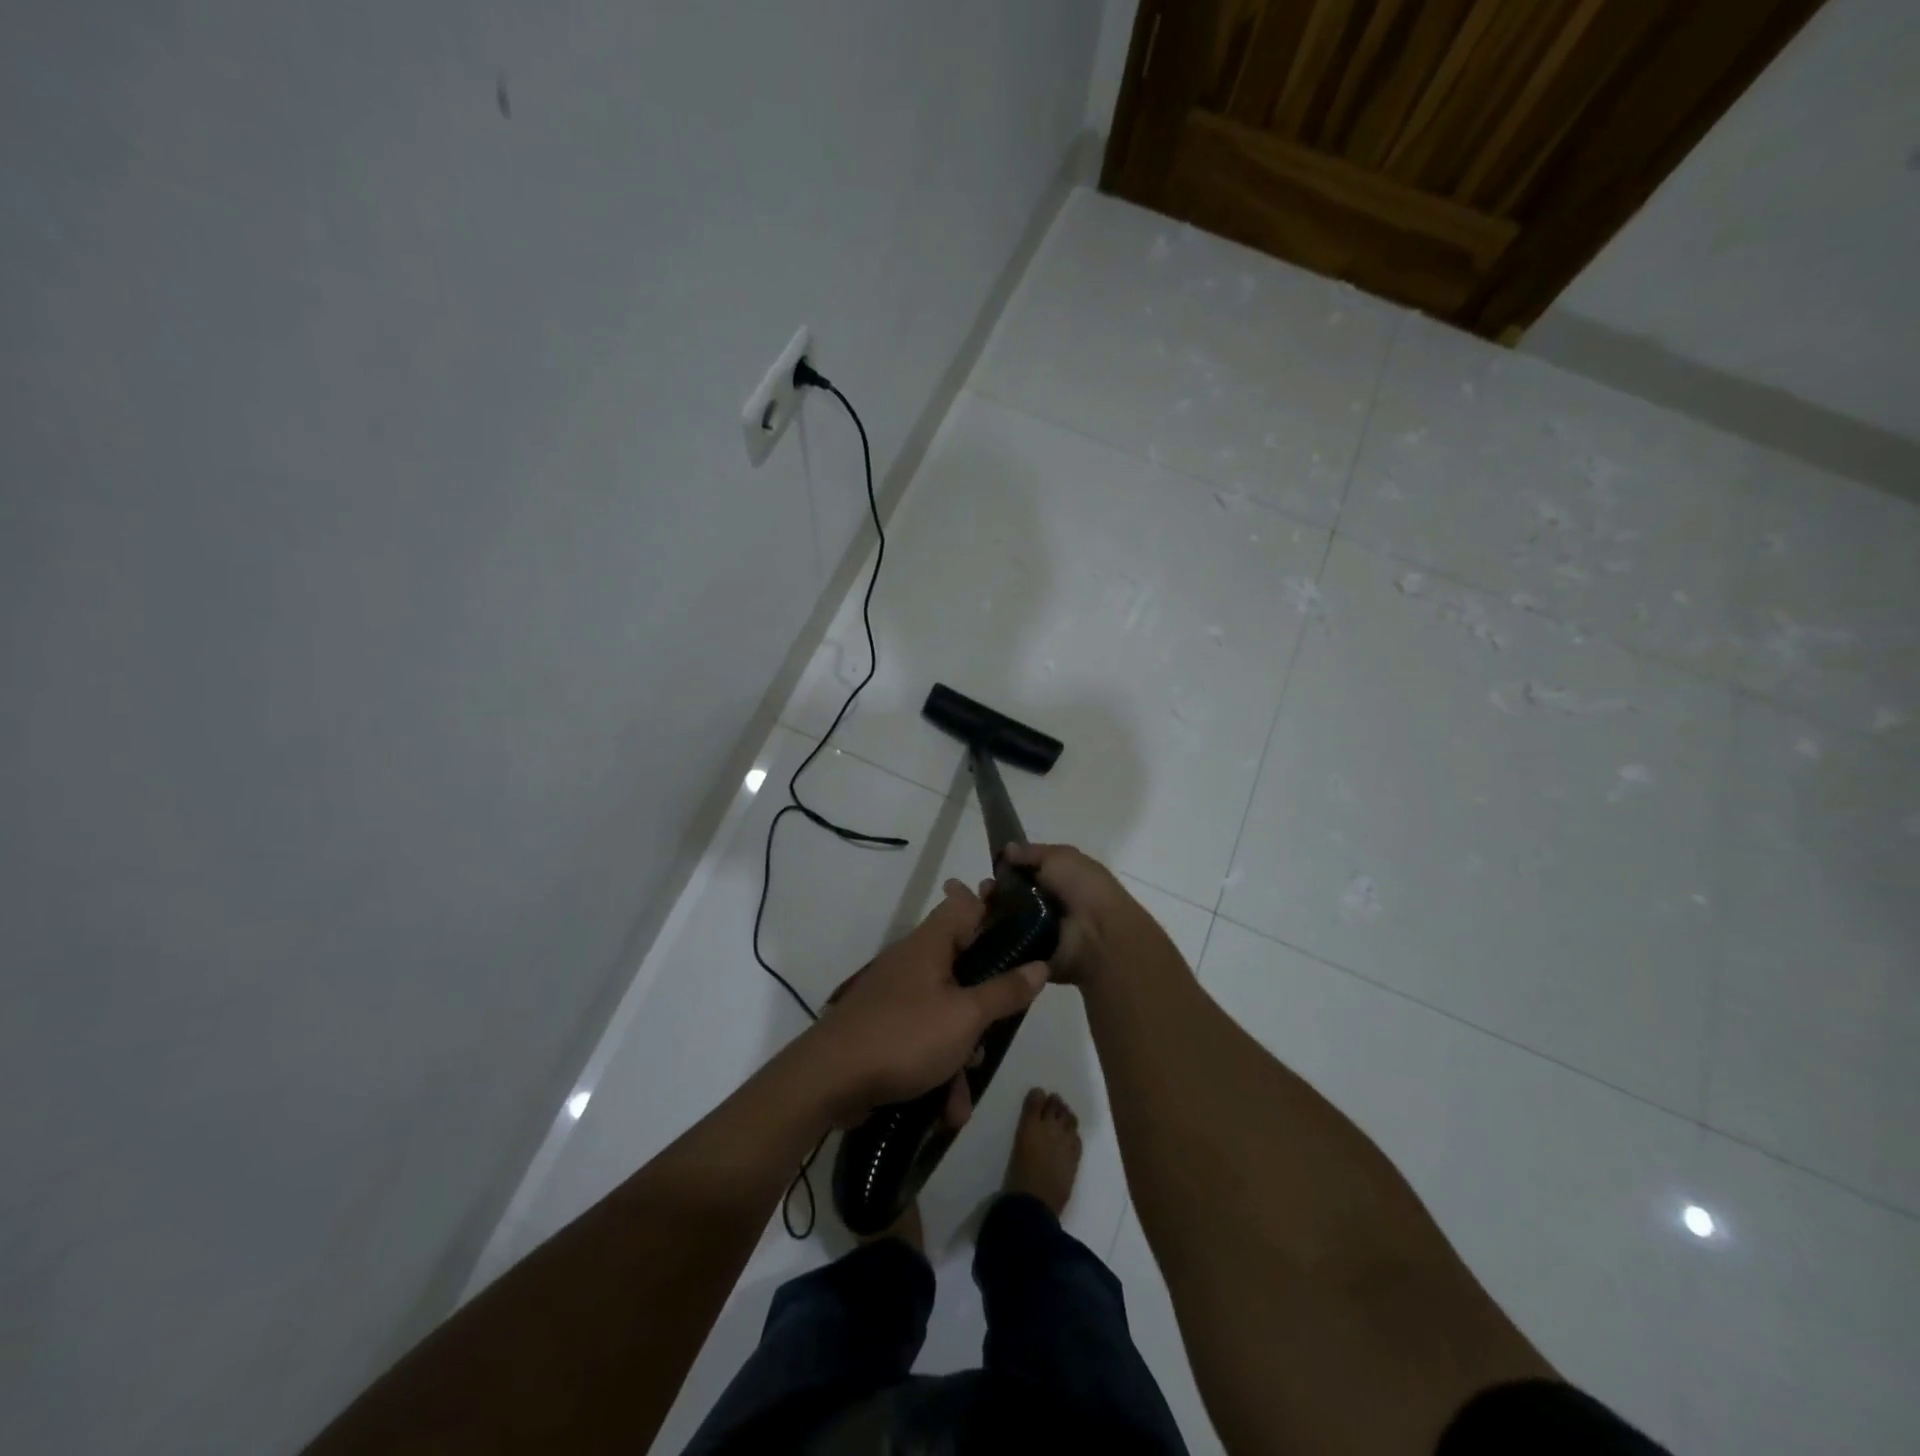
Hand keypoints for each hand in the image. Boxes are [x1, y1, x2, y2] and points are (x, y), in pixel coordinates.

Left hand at [803, 879, 1047, 1124]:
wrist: (829, 1080)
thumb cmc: (905, 1036)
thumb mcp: (966, 1016)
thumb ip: (1005, 991)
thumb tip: (1039, 965)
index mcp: (930, 944)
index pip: (966, 905)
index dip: (995, 913)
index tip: (1025, 935)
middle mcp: (913, 962)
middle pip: (963, 965)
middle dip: (986, 1004)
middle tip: (1000, 1028)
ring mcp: (896, 996)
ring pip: (946, 1011)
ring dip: (962, 1051)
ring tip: (966, 1091)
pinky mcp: (885, 1027)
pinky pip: (924, 1039)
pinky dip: (938, 1069)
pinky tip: (947, 1109)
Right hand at [999, 842, 1148, 985]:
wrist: (1099, 936)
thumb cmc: (1083, 889)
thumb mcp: (1061, 857)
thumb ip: (1033, 852)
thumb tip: (1007, 849)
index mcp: (1058, 881)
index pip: (1023, 874)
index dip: (1005, 869)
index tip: (992, 867)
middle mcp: (1047, 907)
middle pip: (1009, 897)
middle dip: (993, 891)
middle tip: (986, 890)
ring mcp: (1038, 933)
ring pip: (1003, 920)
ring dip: (990, 912)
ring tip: (983, 907)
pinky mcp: (1030, 957)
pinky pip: (1005, 946)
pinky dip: (993, 937)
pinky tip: (984, 927)